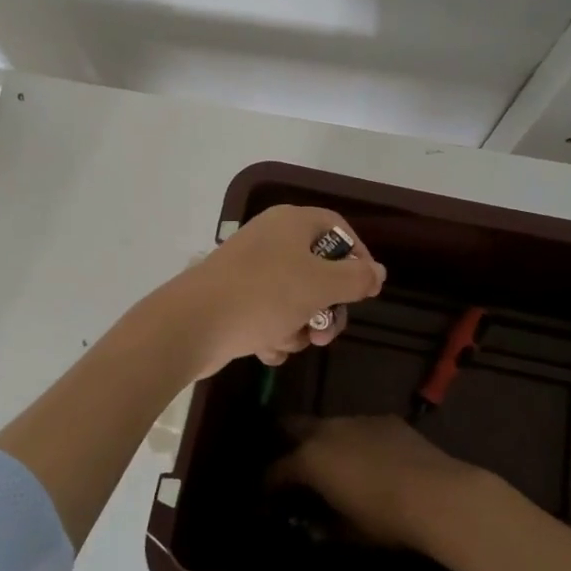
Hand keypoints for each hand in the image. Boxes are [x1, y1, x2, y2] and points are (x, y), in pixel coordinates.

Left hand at [165, 204, 384, 377]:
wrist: (193, 323)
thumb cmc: (263, 295)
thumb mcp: (320, 284)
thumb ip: (356, 278)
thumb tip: (378, 271)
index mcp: (291, 223)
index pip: (337, 228)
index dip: (357, 256)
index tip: (365, 290)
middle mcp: (271, 239)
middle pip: (319, 270)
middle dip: (327, 307)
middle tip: (324, 334)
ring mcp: (250, 270)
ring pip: (295, 299)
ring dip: (299, 326)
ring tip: (287, 340)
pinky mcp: (235, 298)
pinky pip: (269, 315)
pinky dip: (273, 333)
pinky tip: (265, 348)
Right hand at [271, 415, 480, 550]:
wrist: (436, 493)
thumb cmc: (384, 518)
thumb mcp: (347, 531)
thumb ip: (323, 524)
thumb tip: (312, 524)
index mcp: (309, 459)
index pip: (276, 468)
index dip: (268, 484)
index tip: (265, 497)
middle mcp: (326, 430)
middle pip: (293, 427)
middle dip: (286, 443)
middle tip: (290, 465)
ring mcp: (356, 419)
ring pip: (327, 425)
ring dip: (322, 441)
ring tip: (331, 463)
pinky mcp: (384, 419)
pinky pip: (358, 427)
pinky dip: (354, 440)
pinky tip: (368, 459)